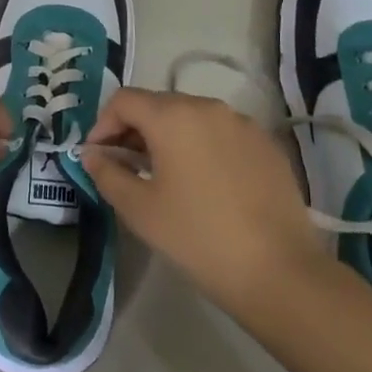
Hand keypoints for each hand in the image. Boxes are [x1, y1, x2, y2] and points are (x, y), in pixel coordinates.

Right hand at [82, 88, 325, 314]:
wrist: (279, 272)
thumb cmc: (198, 237)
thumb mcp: (139, 209)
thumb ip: (107, 173)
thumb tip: (93, 154)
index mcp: (173, 116)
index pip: (124, 100)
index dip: (102, 124)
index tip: (97, 157)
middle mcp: (208, 107)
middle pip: (158, 104)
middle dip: (134, 130)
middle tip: (125, 167)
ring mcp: (243, 124)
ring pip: (192, 117)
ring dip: (168, 137)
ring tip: (163, 176)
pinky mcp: (266, 145)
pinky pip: (221, 134)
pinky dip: (202, 147)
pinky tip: (204, 184)